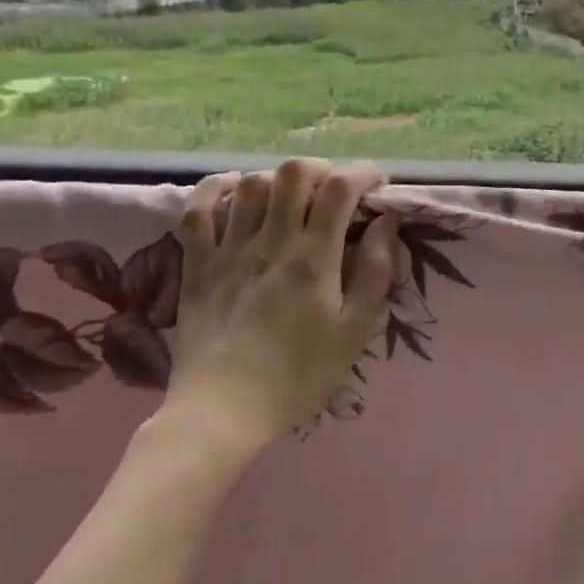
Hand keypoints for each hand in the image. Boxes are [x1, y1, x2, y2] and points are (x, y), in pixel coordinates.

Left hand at [163, 158, 397, 454]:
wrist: (223, 412)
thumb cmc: (299, 376)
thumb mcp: (355, 331)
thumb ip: (376, 272)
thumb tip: (386, 222)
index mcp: (314, 258)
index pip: (340, 189)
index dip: (363, 173)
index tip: (377, 185)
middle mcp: (271, 241)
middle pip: (294, 173)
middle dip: (322, 170)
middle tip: (335, 192)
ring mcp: (229, 249)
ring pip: (251, 184)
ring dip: (278, 180)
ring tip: (293, 198)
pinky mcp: (197, 264)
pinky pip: (197, 211)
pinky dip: (215, 189)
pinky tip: (233, 190)